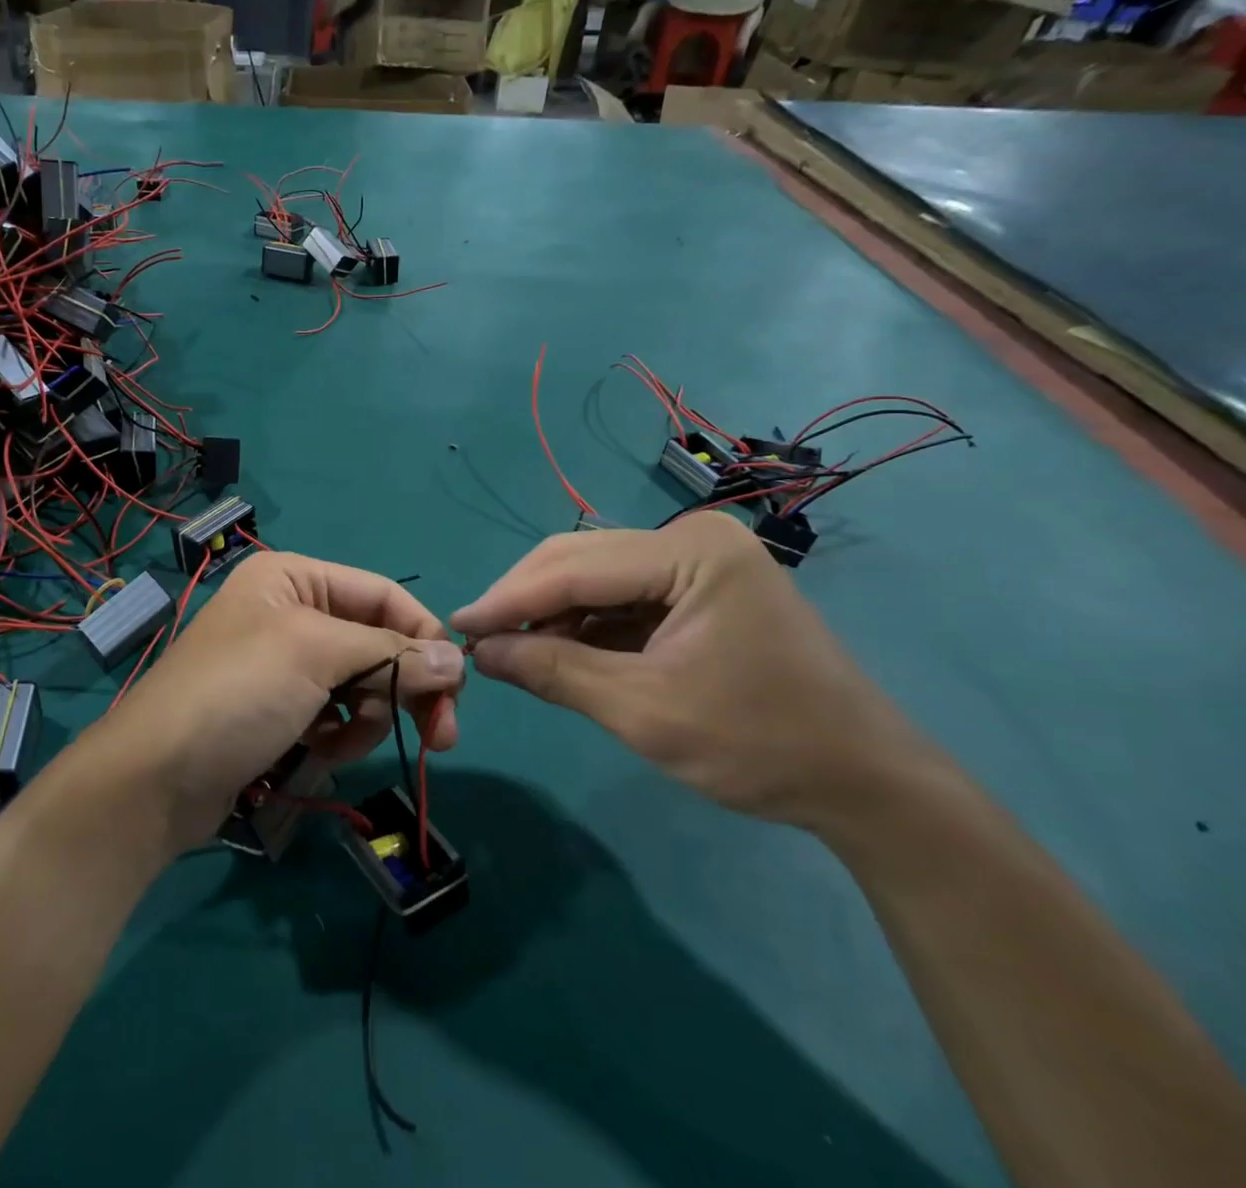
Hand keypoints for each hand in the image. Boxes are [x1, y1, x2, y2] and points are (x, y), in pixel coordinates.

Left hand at [92, 552, 465, 848]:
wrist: (154, 779)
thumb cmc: (237, 693)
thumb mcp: (315, 655)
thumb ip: (391, 653)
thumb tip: (457, 659)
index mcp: (293, 577)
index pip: (382, 594)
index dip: (422, 635)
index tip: (457, 685)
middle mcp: (289, 612)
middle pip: (375, 641)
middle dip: (404, 686)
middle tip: (442, 736)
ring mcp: (282, 665)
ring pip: (360, 683)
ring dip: (366, 716)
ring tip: (341, 743)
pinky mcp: (278, 710)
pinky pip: (334, 714)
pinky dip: (338, 735)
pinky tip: (319, 752)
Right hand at [451, 513, 934, 831]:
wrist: (867, 785)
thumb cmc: (761, 745)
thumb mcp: (644, 712)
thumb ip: (555, 671)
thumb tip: (480, 651)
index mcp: (692, 552)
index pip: (576, 568)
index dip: (509, 597)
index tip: (455, 624)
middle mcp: (692, 538)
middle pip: (581, 559)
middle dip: (525, 598)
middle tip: (476, 637)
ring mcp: (698, 560)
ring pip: (596, 575)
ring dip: (551, 611)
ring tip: (509, 648)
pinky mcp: (698, 587)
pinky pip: (622, 595)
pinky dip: (584, 622)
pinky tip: (556, 648)